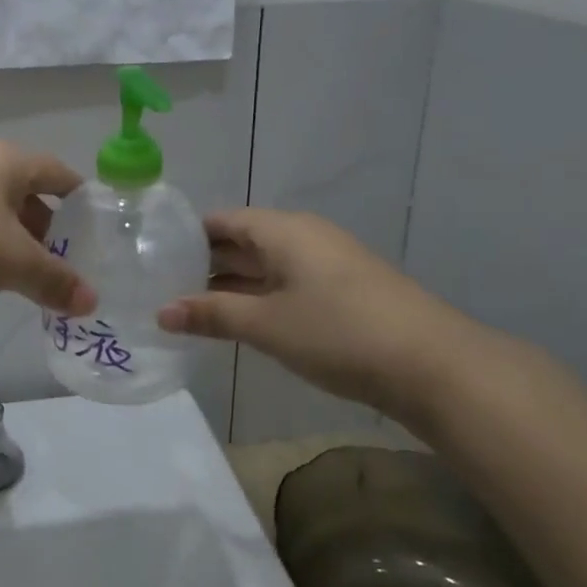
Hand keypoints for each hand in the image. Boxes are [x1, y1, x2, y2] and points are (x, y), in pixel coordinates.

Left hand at [0, 142, 97, 315]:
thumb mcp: (12, 263)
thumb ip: (55, 281)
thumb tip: (92, 302)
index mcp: (8, 162)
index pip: (60, 174)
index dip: (82, 202)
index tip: (97, 234)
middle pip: (27, 193)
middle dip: (48, 230)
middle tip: (64, 267)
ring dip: (13, 241)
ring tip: (25, 278)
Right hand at [157, 209, 480, 420]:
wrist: (433, 365)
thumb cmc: (338, 332)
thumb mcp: (266, 325)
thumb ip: (212, 315)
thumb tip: (161, 312)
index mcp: (284, 230)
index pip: (223, 221)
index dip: (187, 236)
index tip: (154, 256)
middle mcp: (304, 237)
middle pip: (244, 240)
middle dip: (205, 262)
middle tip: (162, 285)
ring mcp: (327, 264)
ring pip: (266, 265)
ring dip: (232, 283)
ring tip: (189, 305)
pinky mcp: (343, 291)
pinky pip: (287, 283)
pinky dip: (259, 296)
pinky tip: (239, 319)